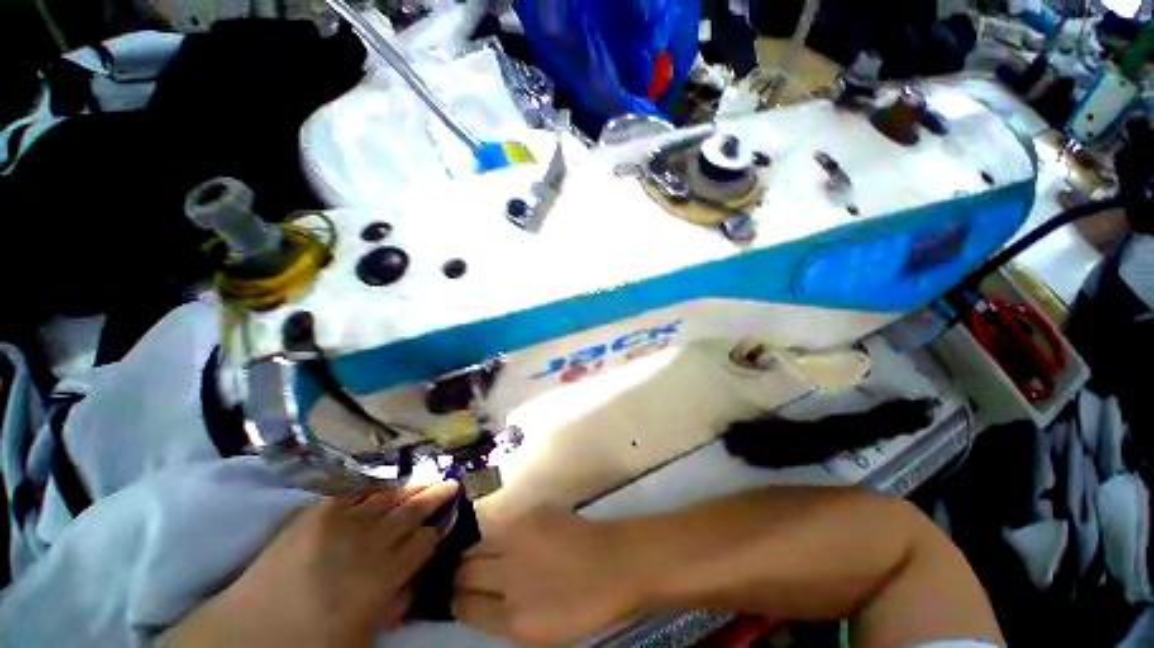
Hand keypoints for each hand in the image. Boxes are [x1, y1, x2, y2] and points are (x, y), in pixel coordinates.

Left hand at [165, 481, 458, 646]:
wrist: (245, 635)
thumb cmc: (308, 646)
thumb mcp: (361, 640)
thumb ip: (393, 606)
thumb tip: (412, 579)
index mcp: (380, 577)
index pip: (423, 543)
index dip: (436, 533)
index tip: (444, 525)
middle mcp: (366, 543)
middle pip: (411, 512)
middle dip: (435, 496)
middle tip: (452, 482)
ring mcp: (340, 523)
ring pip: (388, 497)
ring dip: (411, 487)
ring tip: (429, 478)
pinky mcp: (315, 513)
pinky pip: (354, 493)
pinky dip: (375, 488)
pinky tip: (387, 483)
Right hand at [452, 508, 645, 644]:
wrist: (615, 562)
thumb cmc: (583, 606)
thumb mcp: (539, 632)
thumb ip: (501, 618)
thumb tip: (474, 603)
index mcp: (512, 617)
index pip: (463, 606)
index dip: (455, 601)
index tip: (455, 597)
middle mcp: (509, 574)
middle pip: (463, 571)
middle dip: (458, 575)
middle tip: (463, 575)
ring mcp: (520, 537)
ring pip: (478, 544)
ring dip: (474, 553)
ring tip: (481, 557)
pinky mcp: (532, 513)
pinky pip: (502, 525)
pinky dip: (498, 535)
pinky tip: (509, 539)